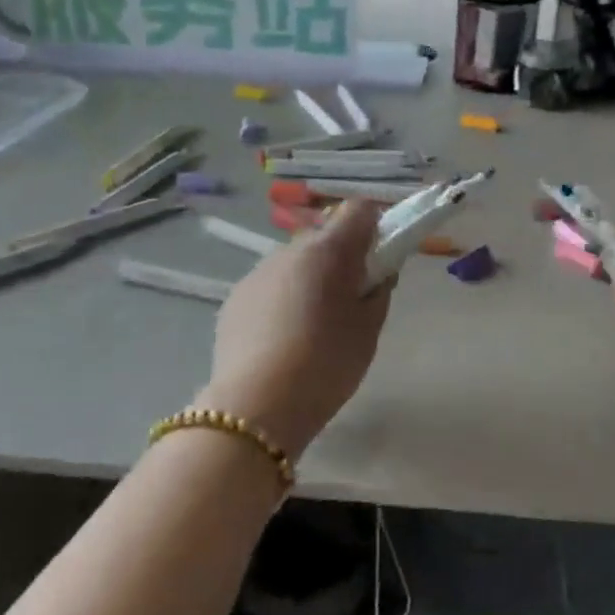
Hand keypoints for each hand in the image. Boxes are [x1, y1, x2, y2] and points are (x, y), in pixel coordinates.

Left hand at [191, 200, 392, 460]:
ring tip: (312, 327)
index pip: (359, 210)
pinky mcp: (235, 298)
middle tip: (350, 299)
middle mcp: (289, 250)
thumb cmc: (327, 363)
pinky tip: (283, 340)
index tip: (379, 258)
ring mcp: (257, 272)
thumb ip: (378, 289)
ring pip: (294, 263)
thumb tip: (377, 272)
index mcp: (329, 250)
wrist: (257, 405)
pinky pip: (269, 287)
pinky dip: (282, 300)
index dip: (374, 227)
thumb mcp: (369, 328)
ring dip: (309, 279)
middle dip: (341, 258)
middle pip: (324, 237)